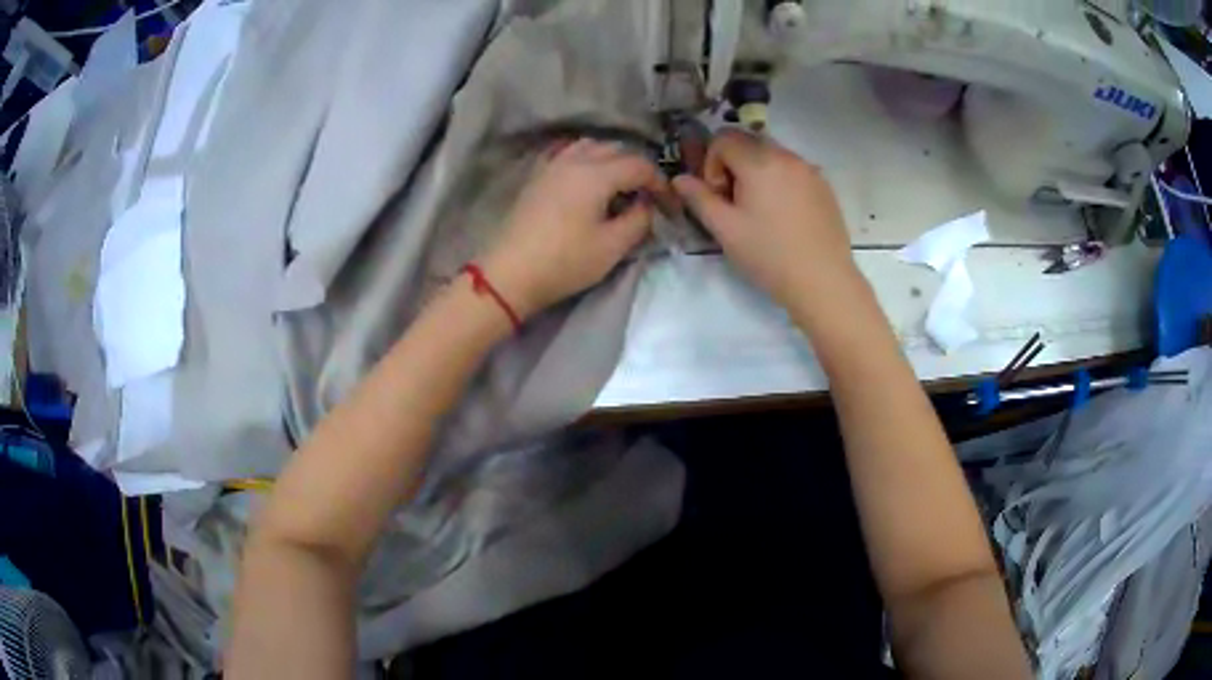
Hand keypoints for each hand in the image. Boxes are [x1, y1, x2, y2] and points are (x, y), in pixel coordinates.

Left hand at [481, 139, 669, 319]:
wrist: (511, 273)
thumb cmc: (565, 262)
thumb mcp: (612, 246)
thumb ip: (639, 220)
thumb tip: (647, 205)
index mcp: (597, 174)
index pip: (640, 166)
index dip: (660, 183)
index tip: (669, 205)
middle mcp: (575, 160)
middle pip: (616, 150)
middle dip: (637, 168)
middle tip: (646, 196)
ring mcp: (552, 166)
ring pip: (590, 147)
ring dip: (610, 160)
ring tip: (618, 186)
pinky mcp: (537, 177)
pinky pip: (567, 155)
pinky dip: (585, 161)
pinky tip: (586, 182)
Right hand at [672, 130, 854, 307]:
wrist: (823, 281)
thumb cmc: (769, 255)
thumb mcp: (725, 230)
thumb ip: (699, 199)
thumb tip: (679, 179)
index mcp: (759, 161)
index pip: (723, 139)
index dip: (711, 164)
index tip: (719, 196)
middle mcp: (786, 156)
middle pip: (748, 143)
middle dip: (734, 166)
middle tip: (735, 203)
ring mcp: (809, 170)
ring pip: (772, 155)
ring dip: (757, 173)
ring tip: (760, 212)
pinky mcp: (824, 186)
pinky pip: (793, 170)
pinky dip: (780, 182)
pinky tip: (784, 218)